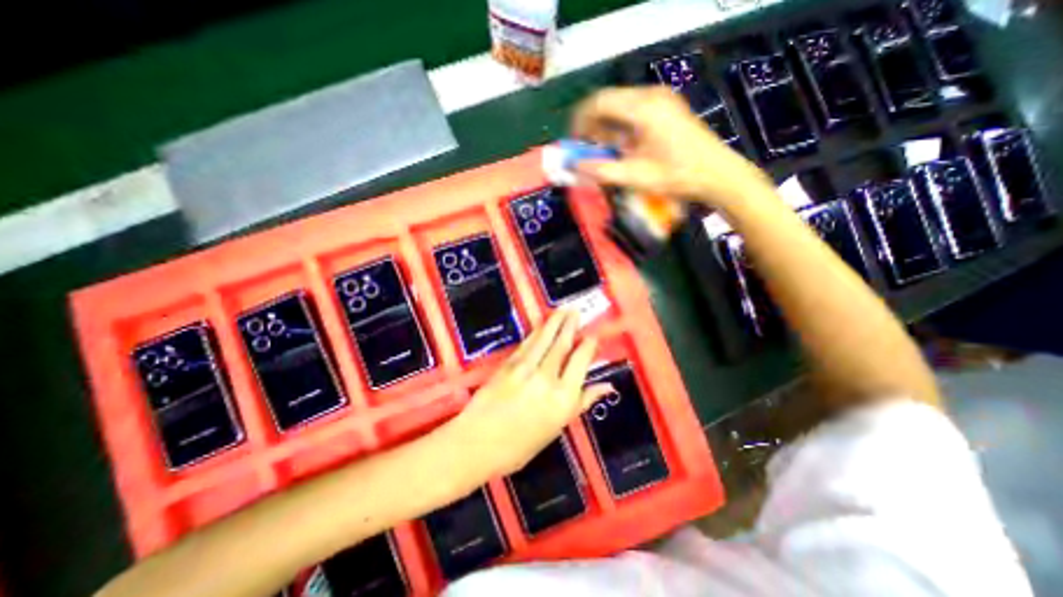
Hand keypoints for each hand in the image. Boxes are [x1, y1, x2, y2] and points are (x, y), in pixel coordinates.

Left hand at [446, 310, 615, 477]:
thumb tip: (606, 386)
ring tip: (563, 309)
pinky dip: (536, 332)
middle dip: (570, 324)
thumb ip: (582, 402)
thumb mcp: (556, 427)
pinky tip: (542, 325)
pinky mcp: (508, 364)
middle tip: (576, 310)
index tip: (592, 336)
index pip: (580, 361)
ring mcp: (526, 368)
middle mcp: (547, 378)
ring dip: (555, 322)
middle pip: (562, 344)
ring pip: (545, 339)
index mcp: (563, 397)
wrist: (477, 442)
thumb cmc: (520, 446)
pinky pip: (527, 343)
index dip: (588, 345)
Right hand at [574, 87, 773, 209]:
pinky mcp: (666, 106)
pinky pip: (633, 110)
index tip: (573, 143)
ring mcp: (661, 98)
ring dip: (606, 127)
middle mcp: (650, 95)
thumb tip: (573, 167)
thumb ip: (600, 170)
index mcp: (643, 108)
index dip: (580, 121)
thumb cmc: (676, 176)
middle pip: (608, 101)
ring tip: (605, 152)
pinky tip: (623, 146)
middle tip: (587, 150)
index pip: (598, 103)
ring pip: (620, 105)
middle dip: (592, 125)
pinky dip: (621, 127)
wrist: (716, 174)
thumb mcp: (634, 177)